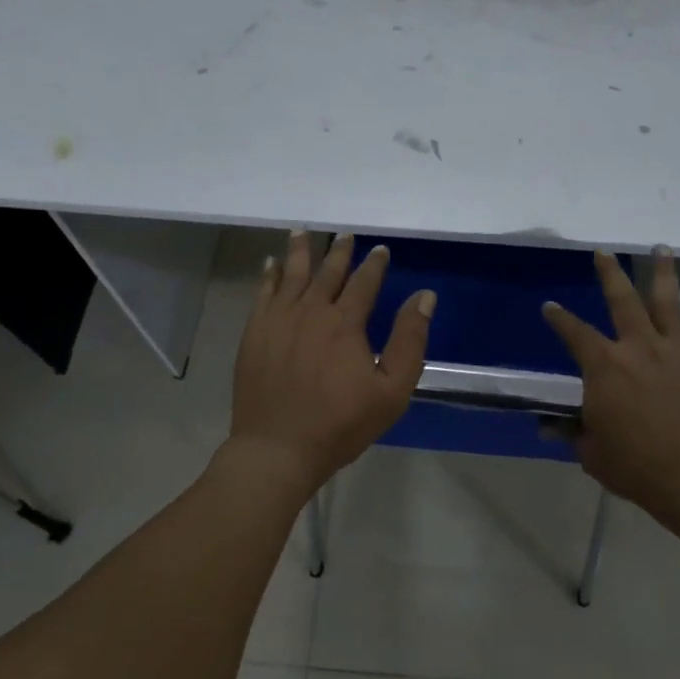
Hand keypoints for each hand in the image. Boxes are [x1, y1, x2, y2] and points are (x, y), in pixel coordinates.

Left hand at [228, 231, 435, 493]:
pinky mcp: (255, 334)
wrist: (278, 448)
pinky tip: (270, 265)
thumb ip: (409, 340)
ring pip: (291, 275)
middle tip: (345, 235)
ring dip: (299, 252)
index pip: (364, 282)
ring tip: (301, 231)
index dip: (374, 265)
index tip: (380, 250)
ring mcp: (278, 320)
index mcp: (345, 323)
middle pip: (326, 272)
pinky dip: (269, 276)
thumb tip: (424, 296)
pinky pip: (263, 294)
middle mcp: (310, 311)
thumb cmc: (341, 423)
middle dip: (338, 252)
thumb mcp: (392, 389)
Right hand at [542, 248, 679, 532]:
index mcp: (605, 367)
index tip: (549, 306)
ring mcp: (678, 354)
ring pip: (669, 304)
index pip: (575, 334)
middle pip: (623, 302)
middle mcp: (640, 349)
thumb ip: (573, 433)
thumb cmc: (636, 468)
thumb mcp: (592, 453)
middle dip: (610, 274)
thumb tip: (550, 427)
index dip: (559, 319)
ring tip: (662, 248)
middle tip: (603, 251)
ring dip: (664, 274)